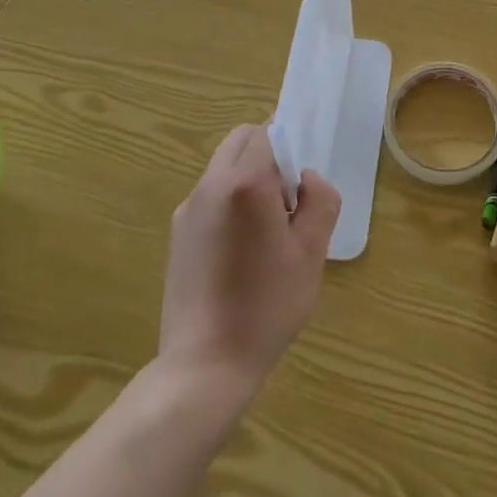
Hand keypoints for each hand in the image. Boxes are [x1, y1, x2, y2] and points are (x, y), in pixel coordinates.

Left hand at [159, 123, 340, 400]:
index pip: (267, 132)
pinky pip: (210, 196)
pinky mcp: (177, 233)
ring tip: (267, 229)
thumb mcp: (311, 252)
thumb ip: (319, 200)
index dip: (290, 144)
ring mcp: (188, 209)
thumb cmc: (267, 305)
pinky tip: (242, 250)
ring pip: (223, 167)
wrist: (205, 364)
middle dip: (268, 154)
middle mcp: (210, 186)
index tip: (302, 180)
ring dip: (248, 177)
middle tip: (288, 200)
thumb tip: (306, 178)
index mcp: (244, 183)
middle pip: (240, 141)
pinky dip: (230, 201)